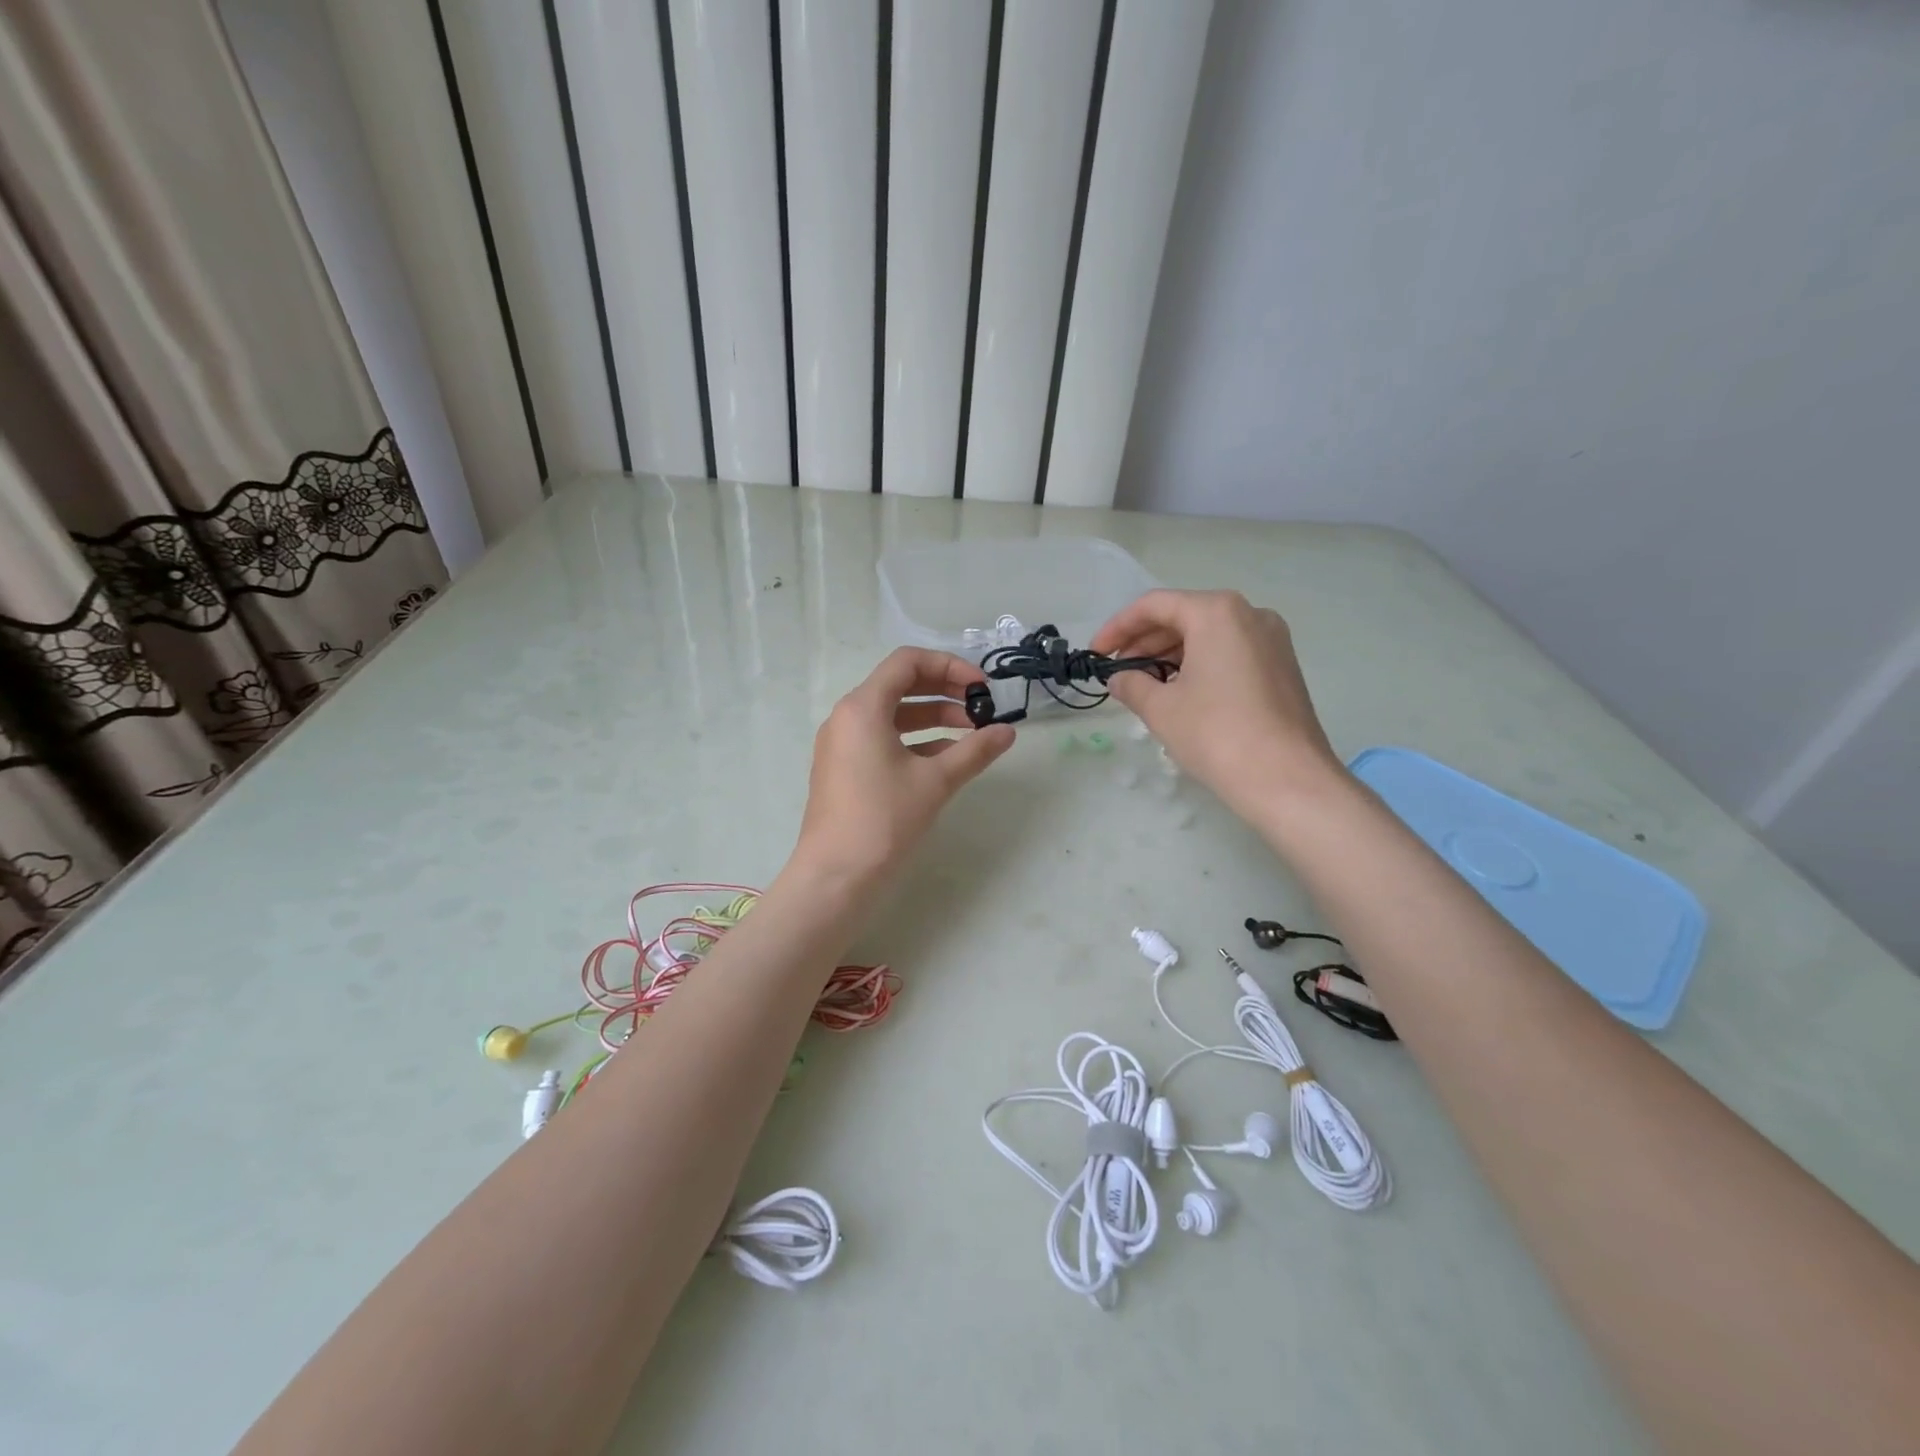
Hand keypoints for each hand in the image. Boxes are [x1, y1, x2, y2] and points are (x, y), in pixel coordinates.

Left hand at [791, 648, 1015, 887]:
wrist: (835, 876)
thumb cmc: (884, 820)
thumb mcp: (935, 781)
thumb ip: (974, 751)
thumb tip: (1008, 731)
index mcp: (863, 707)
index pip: (907, 662)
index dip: (950, 666)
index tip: (981, 687)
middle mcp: (847, 717)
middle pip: (900, 684)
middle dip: (944, 690)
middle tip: (981, 706)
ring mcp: (842, 743)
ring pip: (892, 714)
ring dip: (933, 716)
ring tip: (972, 732)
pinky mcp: (843, 768)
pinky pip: (882, 738)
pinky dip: (914, 740)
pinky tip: (946, 757)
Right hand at [1091, 590, 1342, 816]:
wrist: (1287, 779)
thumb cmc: (1217, 734)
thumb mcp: (1161, 709)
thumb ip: (1132, 684)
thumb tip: (1119, 679)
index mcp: (1217, 612)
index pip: (1154, 606)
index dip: (1117, 628)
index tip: (1096, 654)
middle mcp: (1249, 614)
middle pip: (1183, 616)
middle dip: (1144, 642)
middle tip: (1117, 671)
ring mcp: (1272, 640)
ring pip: (1208, 635)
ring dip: (1170, 655)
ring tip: (1143, 685)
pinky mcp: (1282, 667)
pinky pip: (1229, 652)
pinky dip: (1199, 664)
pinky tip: (1179, 693)